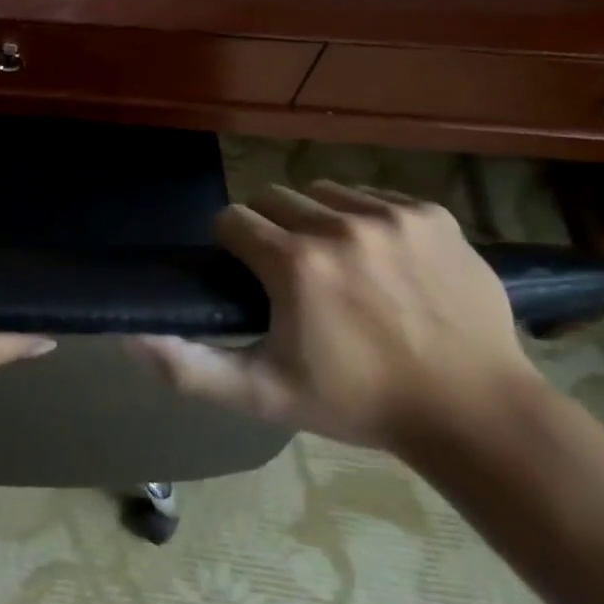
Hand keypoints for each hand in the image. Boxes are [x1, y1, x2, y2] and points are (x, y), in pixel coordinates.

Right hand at [137, 182, 538, 450]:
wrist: (475, 411)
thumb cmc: (357, 402)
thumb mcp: (263, 394)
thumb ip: (188, 368)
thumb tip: (127, 339)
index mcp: (294, 263)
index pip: (231, 220)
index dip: (233, 248)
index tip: (251, 280)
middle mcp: (338, 225)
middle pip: (273, 199)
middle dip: (270, 230)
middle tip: (291, 276)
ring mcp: (391, 215)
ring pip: (321, 193)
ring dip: (315, 220)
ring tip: (336, 265)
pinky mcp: (432, 214)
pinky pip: (374, 196)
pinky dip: (365, 219)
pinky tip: (381, 260)